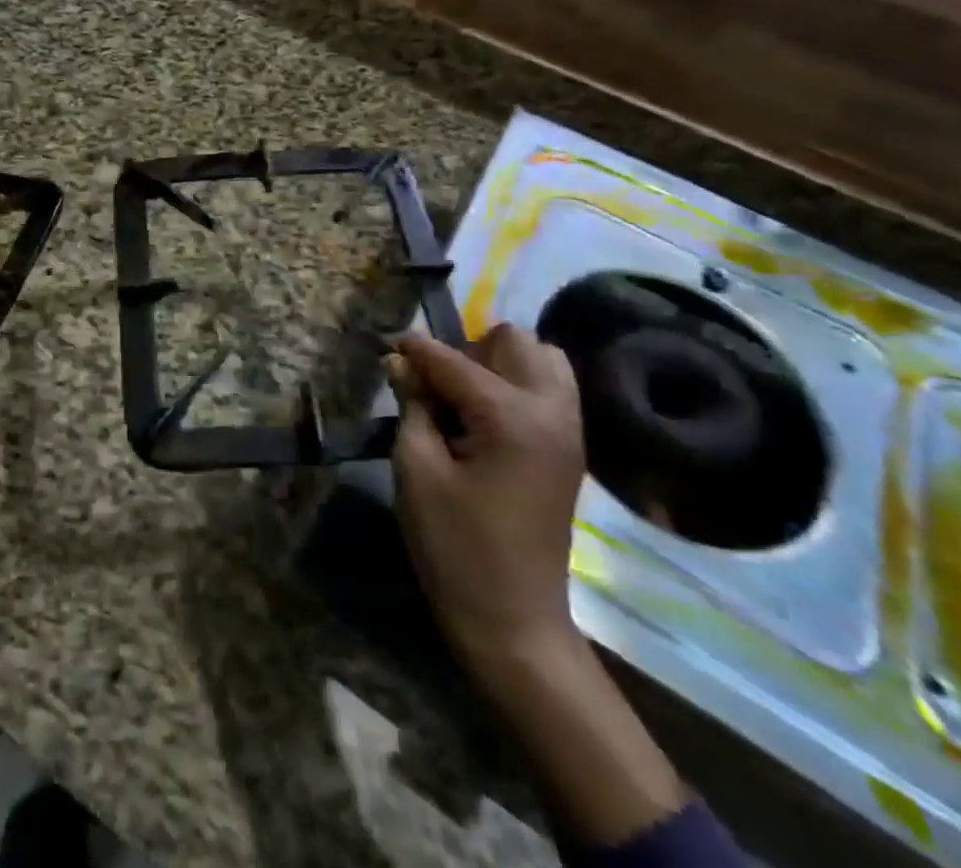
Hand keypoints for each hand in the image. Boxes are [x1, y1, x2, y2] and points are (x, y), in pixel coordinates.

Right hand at [391, 324, 585, 670]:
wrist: (513, 619)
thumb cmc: (455, 545)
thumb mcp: (416, 469)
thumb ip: (412, 405)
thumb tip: (401, 361)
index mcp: (512, 416)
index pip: (454, 361)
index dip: (416, 351)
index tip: (390, 347)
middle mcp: (551, 411)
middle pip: (514, 341)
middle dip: (470, 350)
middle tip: (438, 387)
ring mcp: (569, 429)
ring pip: (542, 358)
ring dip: (499, 364)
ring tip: (465, 399)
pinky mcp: (570, 448)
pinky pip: (550, 388)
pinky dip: (518, 384)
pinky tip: (485, 417)